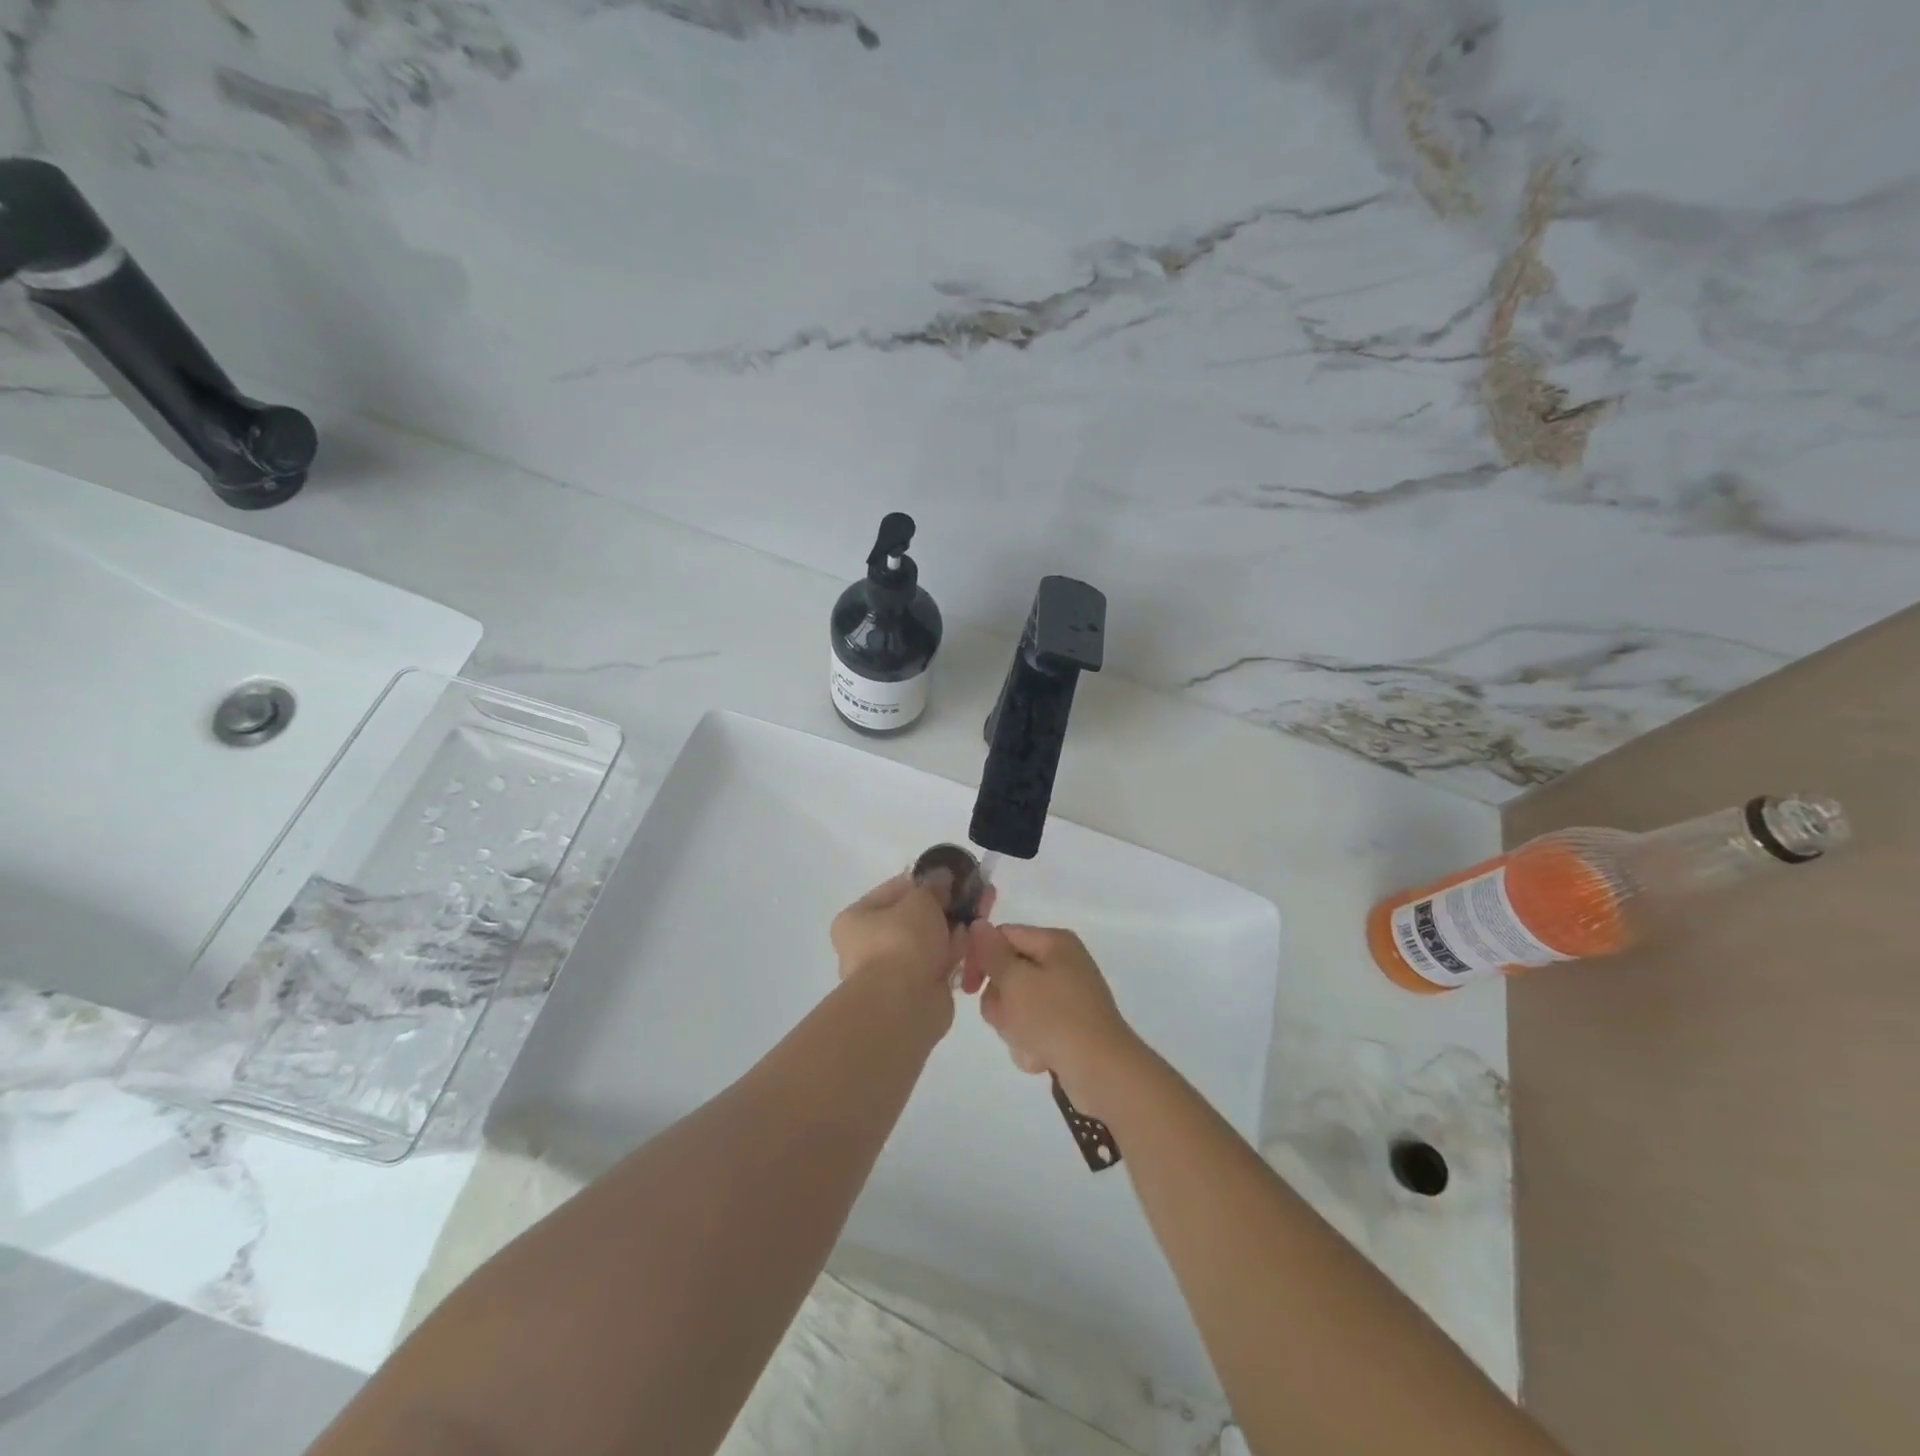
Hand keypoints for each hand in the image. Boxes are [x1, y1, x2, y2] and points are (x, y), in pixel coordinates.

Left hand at [831, 875, 971, 1029]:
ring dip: (953, 929)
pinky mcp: (916, 990)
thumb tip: (942, 878)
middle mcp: (869, 945)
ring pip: (930, 940)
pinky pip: (938, 963)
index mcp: (857, 918)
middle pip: (915, 917)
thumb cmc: (902, 941)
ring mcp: (893, 970)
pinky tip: (974, 942)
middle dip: (945, 906)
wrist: (904, 1003)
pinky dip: (954, 953)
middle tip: (973, 896)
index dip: (926, 881)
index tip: (952, 878)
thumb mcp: (920, 900)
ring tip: (980, 916)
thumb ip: (933, 886)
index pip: (895, 890)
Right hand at [963, 923, 1144, 1116]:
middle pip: (1008, 974)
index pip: (1003, 936)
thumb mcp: (1016, 981)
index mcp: (1054, 942)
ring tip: (1030, 1043)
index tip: (968, 987)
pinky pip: (1033, 1029)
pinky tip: (1043, 1058)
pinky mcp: (1068, 1027)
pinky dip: (1031, 1044)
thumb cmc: (1055, 1018)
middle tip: (1010, 1019)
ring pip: (1016, 1006)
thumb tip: (978, 924)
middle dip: (1001, 1002)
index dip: (980, 958)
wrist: (1102, 1073)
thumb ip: (992, 953)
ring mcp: (1066, 997)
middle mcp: (1062, 964)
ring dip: (1014, 1028)